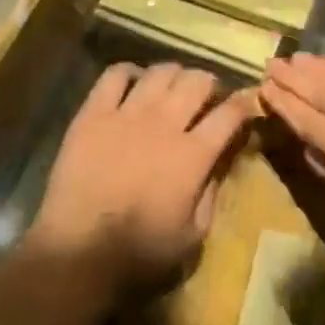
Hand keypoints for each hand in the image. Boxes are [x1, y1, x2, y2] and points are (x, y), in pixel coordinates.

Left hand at [30, 64, 256, 288]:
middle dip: (210, 84)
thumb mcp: (194, 234)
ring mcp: (126, 114)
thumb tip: (220, 162)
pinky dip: (130, 72)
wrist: (77, 252)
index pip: (230, 113)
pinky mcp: (92, 114)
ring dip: (175, 75)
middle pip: (198, 81)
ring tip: (172, 88)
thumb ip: (212, 193)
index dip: (244, 104)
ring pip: (161, 72)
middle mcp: (165, 123)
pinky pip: (115, 75)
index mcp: (194, 154)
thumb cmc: (140, 252)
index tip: (247, 104)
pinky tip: (134, 84)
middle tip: (207, 98)